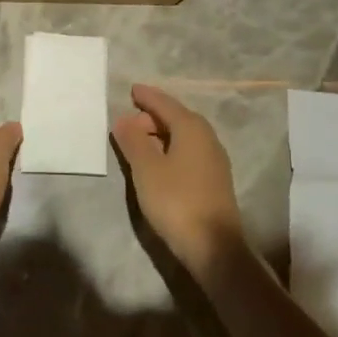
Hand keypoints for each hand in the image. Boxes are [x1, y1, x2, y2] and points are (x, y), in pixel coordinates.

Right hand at [111, 84, 245, 274]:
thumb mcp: (146, 168)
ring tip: (139, 142)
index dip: (147, 96)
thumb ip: (133, 140)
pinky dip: (170, 148)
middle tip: (128, 122)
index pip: (165, 103)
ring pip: (183, 135)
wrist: (214, 247)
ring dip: (161, 134)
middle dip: (152, 116)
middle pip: (176, 117)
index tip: (132, 89)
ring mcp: (214, 159)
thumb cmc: (176, 200)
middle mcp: (207, 137)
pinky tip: (158, 162)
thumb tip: (123, 118)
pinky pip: (188, 151)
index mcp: (191, 128)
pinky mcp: (214, 179)